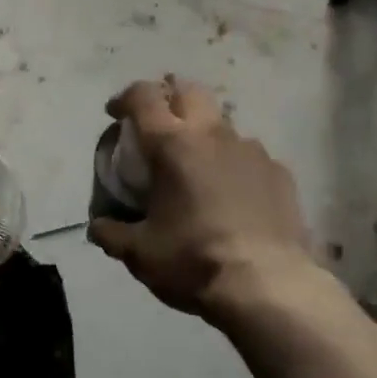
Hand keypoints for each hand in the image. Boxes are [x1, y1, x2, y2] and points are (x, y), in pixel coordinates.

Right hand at [88, 76, 315, 322]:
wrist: (269, 286)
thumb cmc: (194, 261)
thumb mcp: (141, 254)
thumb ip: (113, 234)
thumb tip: (97, 227)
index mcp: (172, 144)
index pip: (144, 96)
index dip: (125, 98)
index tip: (115, 113)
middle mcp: (212, 135)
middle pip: (188, 91)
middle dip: (169, 98)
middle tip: (158, 124)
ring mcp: (251, 150)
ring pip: (222, 123)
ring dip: (204, 133)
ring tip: (198, 166)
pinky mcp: (279, 172)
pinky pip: (249, 156)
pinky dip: (234, 165)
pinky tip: (233, 193)